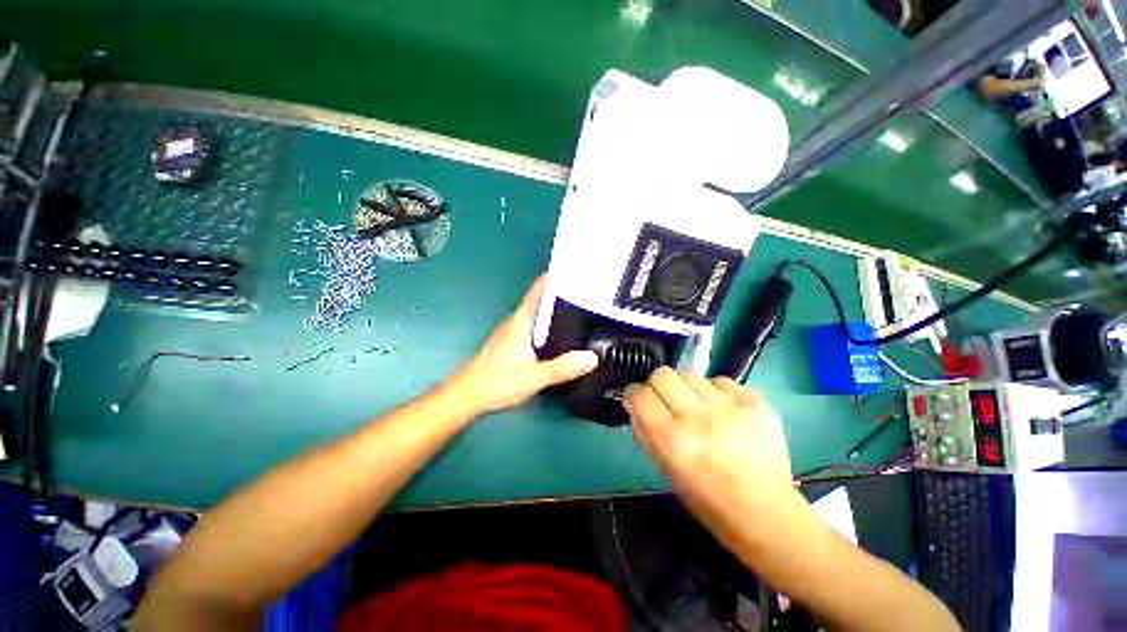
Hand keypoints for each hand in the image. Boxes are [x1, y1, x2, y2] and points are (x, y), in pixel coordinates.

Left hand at [449, 276, 598, 414]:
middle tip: (587, 293)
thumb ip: (562, 368)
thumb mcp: (535, 376)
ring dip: (556, 310)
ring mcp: (513, 331)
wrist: (468, 395)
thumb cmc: (498, 381)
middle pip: (541, 299)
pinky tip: (561, 335)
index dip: (555, 277)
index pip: (539, 289)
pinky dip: (549, 325)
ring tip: (581, 311)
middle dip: (562, 294)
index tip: (576, 272)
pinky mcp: (512, 342)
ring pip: (538, 314)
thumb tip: (592, 357)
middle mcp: (517, 320)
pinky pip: (535, 326)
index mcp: (522, 320)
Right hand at [625, 368, 797, 523]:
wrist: (765, 511)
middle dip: (658, 385)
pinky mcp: (755, 403)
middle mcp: (698, 419)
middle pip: (663, 375)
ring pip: (691, 374)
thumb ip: (644, 432)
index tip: (640, 401)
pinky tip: (723, 410)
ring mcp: (729, 408)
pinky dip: (716, 392)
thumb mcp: (664, 470)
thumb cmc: (706, 499)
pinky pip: (721, 381)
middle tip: (668, 401)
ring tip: (698, 407)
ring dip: (687, 388)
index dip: (635, 395)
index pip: (640, 395)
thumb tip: (635, 403)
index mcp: (672, 440)